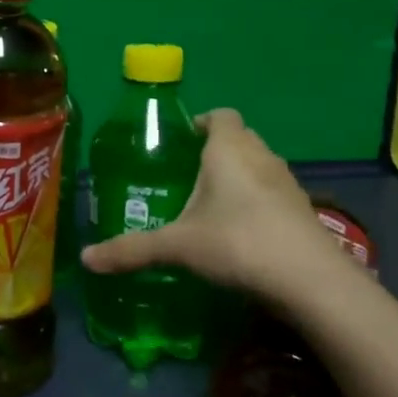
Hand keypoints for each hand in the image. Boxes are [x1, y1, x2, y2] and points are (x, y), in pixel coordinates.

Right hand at [78, 108, 350, 315]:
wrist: (311, 281)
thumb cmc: (238, 243)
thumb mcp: (178, 246)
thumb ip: (132, 250)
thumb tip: (86, 259)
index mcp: (228, 149)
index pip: (220, 115)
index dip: (202, 122)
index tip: (182, 142)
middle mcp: (260, 156)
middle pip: (239, 138)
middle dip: (216, 150)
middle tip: (188, 175)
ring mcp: (287, 183)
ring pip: (258, 166)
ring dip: (239, 176)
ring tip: (212, 204)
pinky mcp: (303, 210)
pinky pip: (273, 193)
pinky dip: (258, 202)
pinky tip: (241, 232)